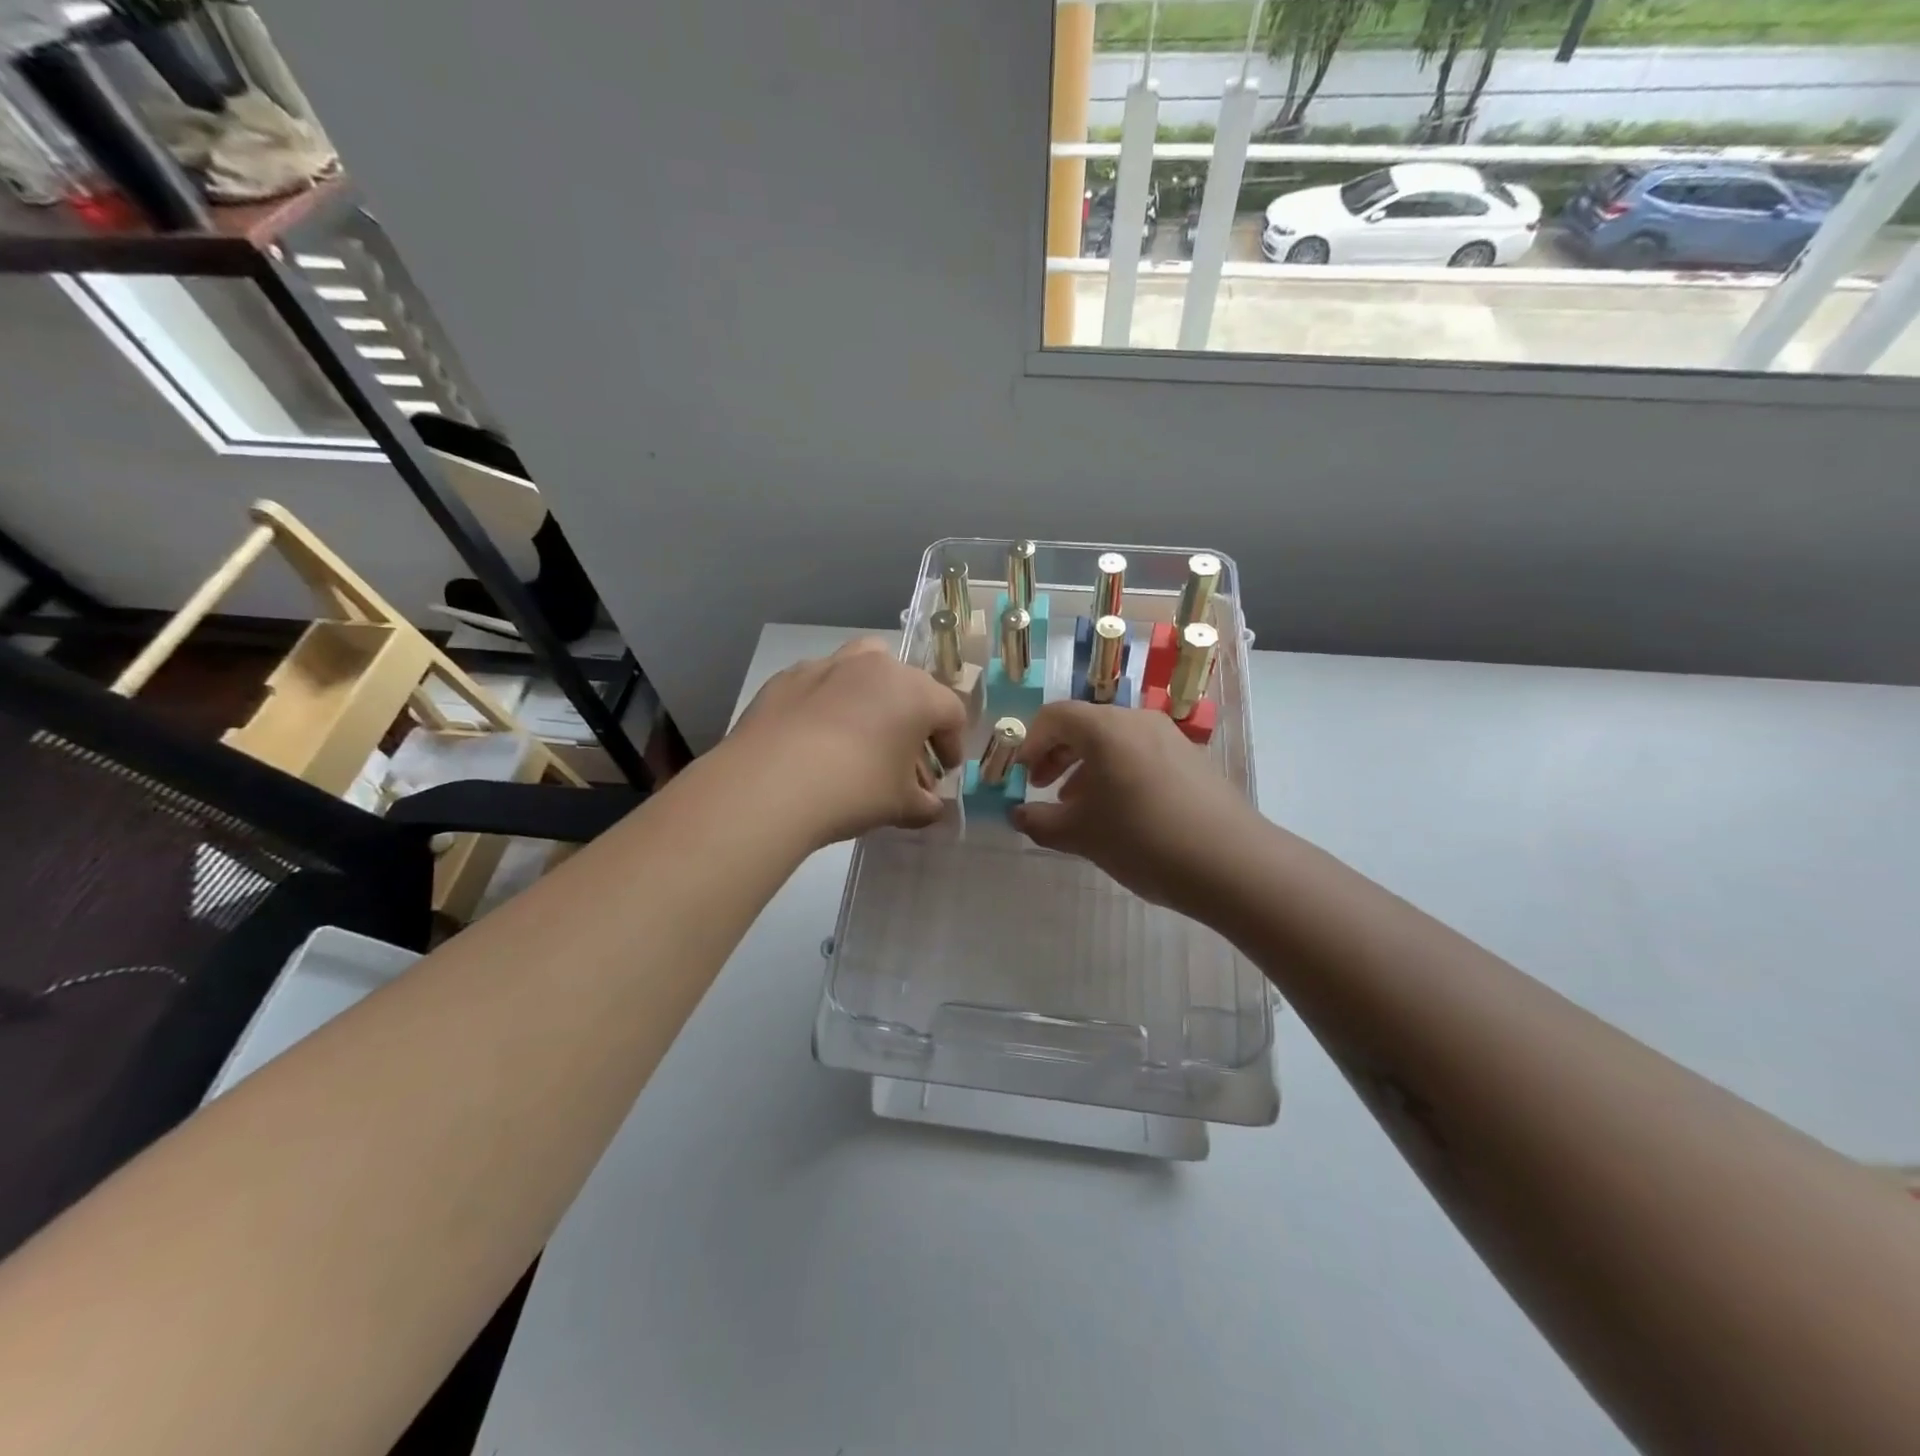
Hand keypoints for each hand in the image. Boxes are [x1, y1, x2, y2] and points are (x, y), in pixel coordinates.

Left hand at [726, 638, 966, 846]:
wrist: (770, 784)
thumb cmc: (854, 790)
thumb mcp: (900, 806)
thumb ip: (925, 804)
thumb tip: (931, 806)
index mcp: (915, 693)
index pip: (951, 713)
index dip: (952, 744)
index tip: (944, 771)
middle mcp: (876, 667)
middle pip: (910, 687)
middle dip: (914, 723)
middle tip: (905, 758)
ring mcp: (829, 666)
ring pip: (865, 667)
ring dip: (874, 695)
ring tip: (864, 730)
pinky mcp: (788, 677)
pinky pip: (822, 683)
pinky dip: (830, 702)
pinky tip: (817, 737)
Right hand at [1012, 701, 1261, 918]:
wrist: (1232, 864)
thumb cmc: (1143, 839)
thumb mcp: (1082, 835)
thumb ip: (1040, 822)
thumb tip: (1018, 815)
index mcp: (1106, 728)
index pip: (1054, 716)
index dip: (1028, 743)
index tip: (1018, 775)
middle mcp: (1138, 721)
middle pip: (1085, 726)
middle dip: (1055, 755)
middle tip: (1040, 788)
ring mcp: (1170, 739)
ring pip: (1114, 741)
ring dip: (1085, 767)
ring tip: (1076, 806)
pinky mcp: (1191, 760)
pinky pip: (1140, 755)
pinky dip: (1116, 773)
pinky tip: (1118, 813)